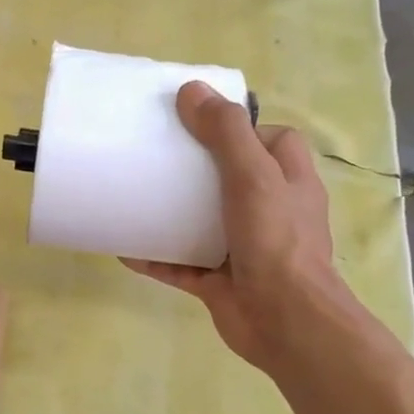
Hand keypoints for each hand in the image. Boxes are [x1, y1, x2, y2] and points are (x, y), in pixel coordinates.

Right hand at [124, 83, 358, 376]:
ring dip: (172, 213)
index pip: (272, 141)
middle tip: (158, 156)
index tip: (201, 124)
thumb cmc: (276, 240)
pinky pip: (181, 263)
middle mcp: (270, 212)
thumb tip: (192, 90)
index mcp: (289, 182)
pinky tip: (124, 248)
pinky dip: (156, 256)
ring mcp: (244, 249)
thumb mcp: (254, 175)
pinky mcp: (219, 281)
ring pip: (203, 222)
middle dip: (196, 169)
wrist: (285, 322)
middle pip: (231, 179)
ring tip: (135, 195)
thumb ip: (226, 132)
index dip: (242, 129)